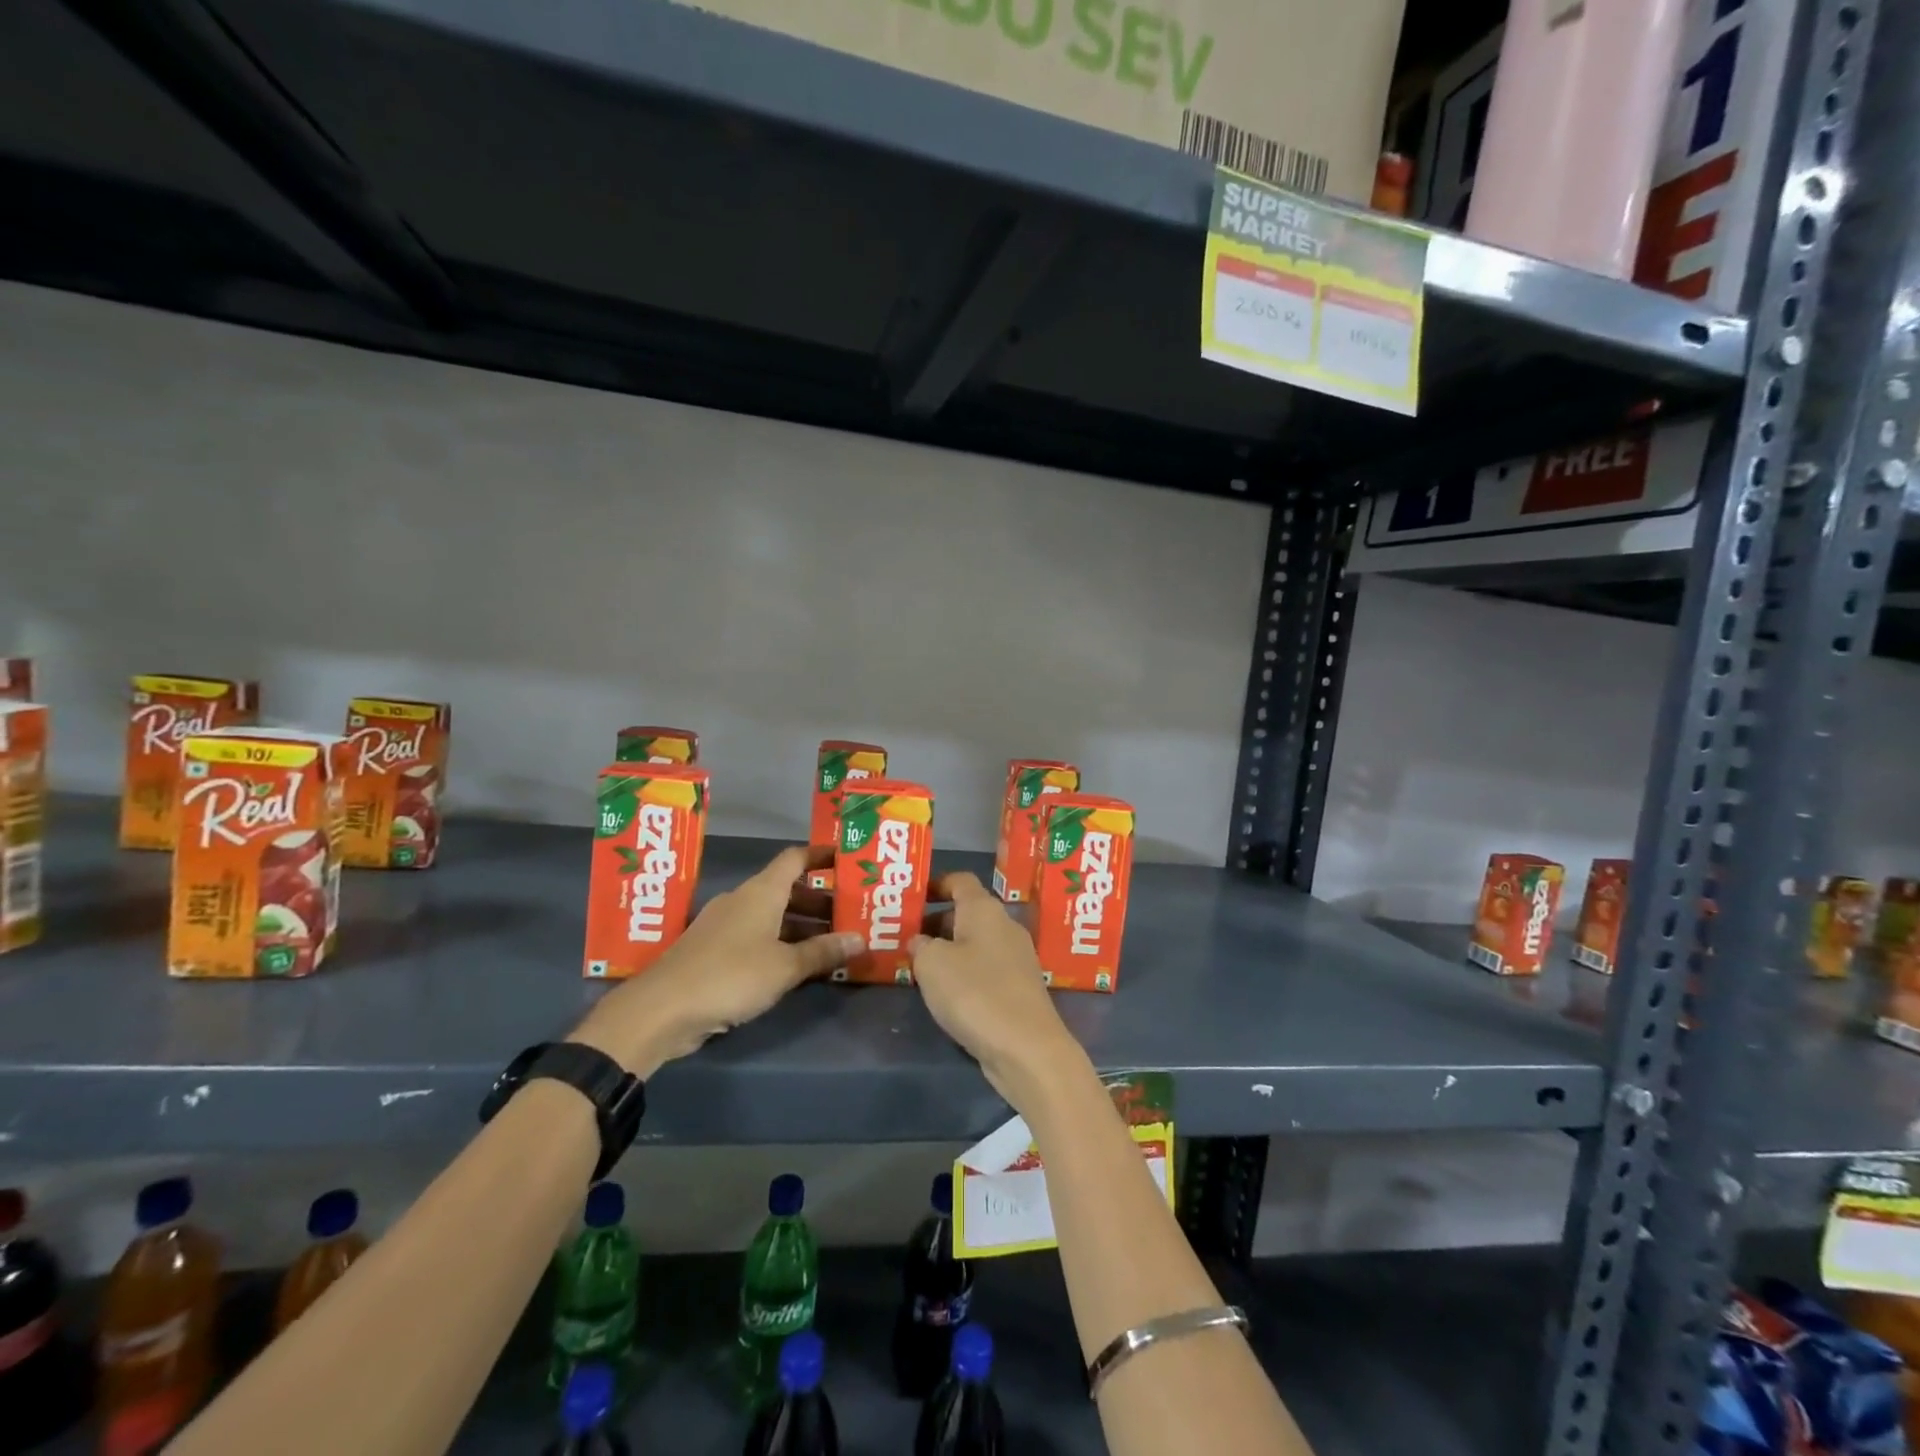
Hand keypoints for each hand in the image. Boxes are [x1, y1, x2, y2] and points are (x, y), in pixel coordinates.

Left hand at [569, 846, 861, 1075]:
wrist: (661, 1009)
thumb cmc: (731, 975)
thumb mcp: (785, 966)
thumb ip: (823, 952)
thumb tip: (861, 939)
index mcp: (761, 892)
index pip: (794, 858)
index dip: (820, 855)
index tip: (845, 860)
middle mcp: (742, 900)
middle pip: (786, 889)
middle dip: (818, 900)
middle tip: (850, 913)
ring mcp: (724, 925)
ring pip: (771, 916)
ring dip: (800, 925)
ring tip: (832, 942)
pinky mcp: (712, 951)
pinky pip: (755, 937)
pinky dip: (779, 944)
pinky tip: (796, 966)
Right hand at [909, 872, 1087, 1113]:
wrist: (1027, 1048)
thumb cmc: (975, 993)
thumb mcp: (932, 964)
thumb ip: (920, 946)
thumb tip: (921, 941)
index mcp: (985, 909)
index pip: (960, 880)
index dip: (935, 884)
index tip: (911, 898)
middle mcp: (1005, 926)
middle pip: (967, 912)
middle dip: (936, 922)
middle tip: (905, 938)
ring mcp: (1016, 958)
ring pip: (976, 943)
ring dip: (949, 951)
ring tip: (919, 968)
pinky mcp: (1019, 988)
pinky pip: (985, 969)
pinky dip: (964, 974)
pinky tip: (946, 995)